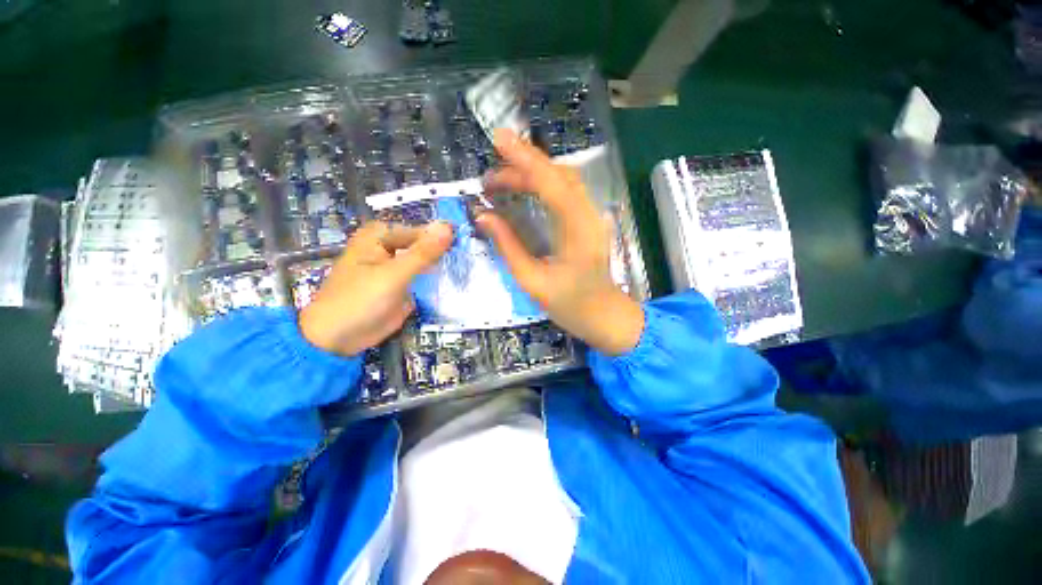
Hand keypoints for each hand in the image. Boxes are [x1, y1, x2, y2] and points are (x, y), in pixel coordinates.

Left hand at [299, 221, 453, 355]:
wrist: (340, 339)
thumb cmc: (359, 299)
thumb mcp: (394, 273)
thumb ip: (423, 252)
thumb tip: (447, 227)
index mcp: (380, 237)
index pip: (418, 230)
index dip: (441, 234)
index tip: (465, 240)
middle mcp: (390, 250)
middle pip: (424, 245)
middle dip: (445, 250)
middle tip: (469, 253)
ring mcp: (399, 270)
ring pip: (427, 262)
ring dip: (444, 265)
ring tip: (468, 266)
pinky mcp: (405, 288)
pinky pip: (426, 279)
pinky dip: (440, 280)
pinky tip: (458, 281)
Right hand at [476, 129, 643, 355]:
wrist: (603, 315)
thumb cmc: (570, 305)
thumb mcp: (531, 281)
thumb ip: (507, 246)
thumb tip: (483, 216)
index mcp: (577, 233)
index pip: (551, 184)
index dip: (525, 160)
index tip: (499, 139)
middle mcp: (589, 216)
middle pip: (559, 175)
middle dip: (523, 166)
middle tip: (489, 176)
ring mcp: (592, 216)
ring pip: (564, 180)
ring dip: (532, 173)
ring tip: (500, 181)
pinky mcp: (589, 220)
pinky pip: (567, 191)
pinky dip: (544, 183)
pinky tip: (524, 188)